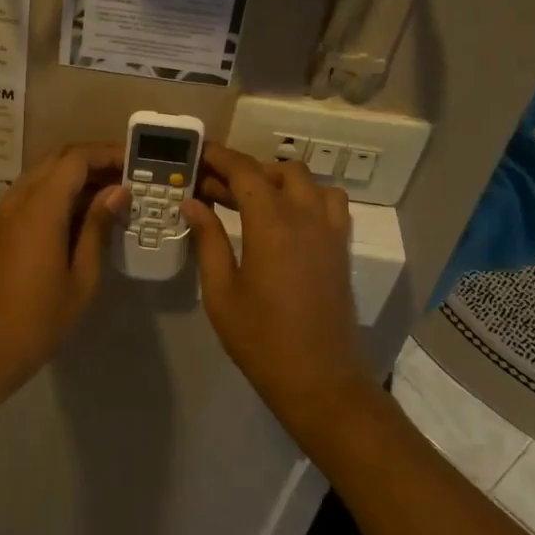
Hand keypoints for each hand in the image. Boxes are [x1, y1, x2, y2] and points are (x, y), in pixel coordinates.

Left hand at [0, 143, 126, 389]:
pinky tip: (75, 217)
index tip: (134, 163)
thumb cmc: (38, 320)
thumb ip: (98, 227)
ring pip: (40, 176)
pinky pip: (26, 195)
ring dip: (72, 177)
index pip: (75, 159)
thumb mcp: (81, 278)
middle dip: (92, 161)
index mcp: (39, 209)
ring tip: (106, 196)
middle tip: (125, 177)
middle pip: (56, 159)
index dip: (106, 153)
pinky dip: (53, 194)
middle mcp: (15, 200)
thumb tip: (118, 192)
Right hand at [185, 145, 374, 423]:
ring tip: (252, 200)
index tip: (197, 154)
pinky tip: (286, 220)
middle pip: (278, 171)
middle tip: (214, 188)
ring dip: (280, 180)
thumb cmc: (261, 338)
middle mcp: (306, 216)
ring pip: (309, 182)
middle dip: (245, 170)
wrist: (320, 380)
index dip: (219, 157)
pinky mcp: (341, 249)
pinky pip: (330, 204)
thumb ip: (208, 240)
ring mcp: (330, 231)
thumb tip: (193, 203)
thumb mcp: (220, 291)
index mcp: (272, 222)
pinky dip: (307, 197)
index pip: (244, 171)